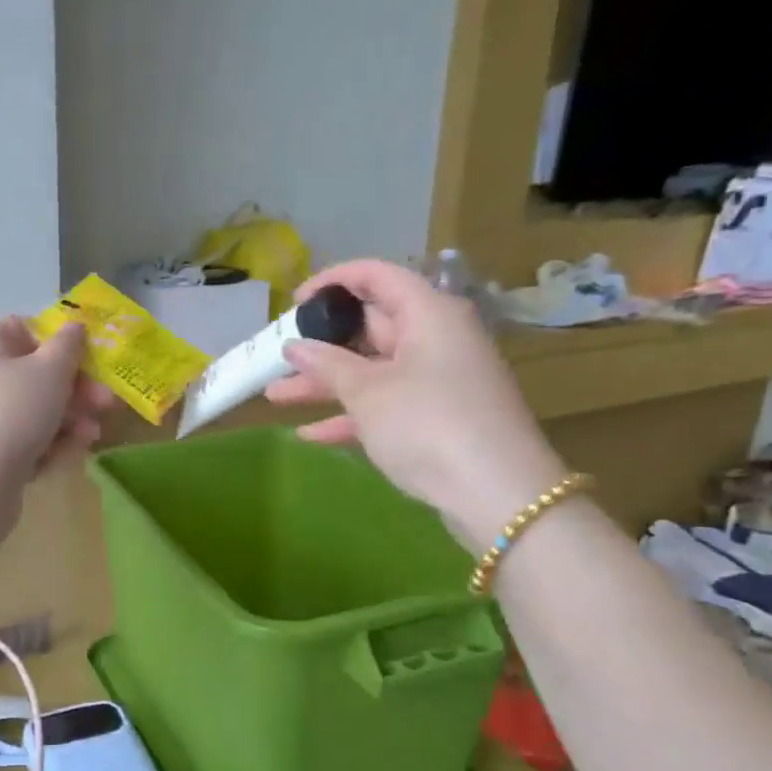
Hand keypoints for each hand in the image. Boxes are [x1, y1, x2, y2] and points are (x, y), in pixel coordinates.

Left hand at [0, 319, 112, 557]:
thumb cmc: (12, 413)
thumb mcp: (49, 371)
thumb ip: (68, 346)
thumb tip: (75, 327)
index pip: (21, 328)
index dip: (56, 338)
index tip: (87, 355)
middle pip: (36, 374)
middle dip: (76, 388)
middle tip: (107, 401)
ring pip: (37, 411)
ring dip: (70, 419)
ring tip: (93, 434)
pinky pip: (29, 442)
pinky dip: (52, 444)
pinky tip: (72, 453)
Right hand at [265, 259, 568, 548]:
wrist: (497, 494)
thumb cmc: (428, 424)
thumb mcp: (368, 391)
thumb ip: (327, 364)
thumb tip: (295, 346)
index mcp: (428, 314)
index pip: (377, 276)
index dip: (332, 282)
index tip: (293, 303)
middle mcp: (436, 339)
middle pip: (370, 326)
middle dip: (320, 343)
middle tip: (277, 356)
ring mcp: (437, 381)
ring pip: (371, 370)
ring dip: (324, 383)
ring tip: (274, 395)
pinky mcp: (435, 419)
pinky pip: (384, 406)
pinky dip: (350, 416)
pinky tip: (309, 435)